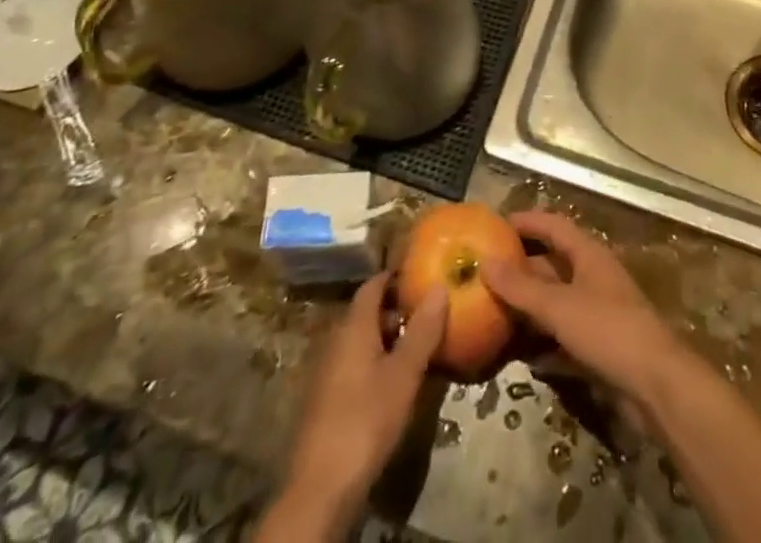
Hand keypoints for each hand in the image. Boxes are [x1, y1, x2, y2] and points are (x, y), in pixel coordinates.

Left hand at [259, 274, 446, 540]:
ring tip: (417, 348)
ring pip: (360, 341)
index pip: (372, 285)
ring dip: (386, 339)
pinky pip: (353, 365)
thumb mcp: (404, 374)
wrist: (321, 487)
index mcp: (353, 326)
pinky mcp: (324, 400)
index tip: (420, 275)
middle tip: (427, 314)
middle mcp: (335, 340)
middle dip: (395, 310)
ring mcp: (326, 371)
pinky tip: (393, 382)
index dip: (394, 277)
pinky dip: (374, 362)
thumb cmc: (366, 419)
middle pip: (366, 313)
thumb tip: (439, 286)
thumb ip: (422, 330)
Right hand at [481, 211, 687, 405]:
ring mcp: (598, 313)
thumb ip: (521, 287)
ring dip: (529, 308)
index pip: (553, 225)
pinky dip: (544, 343)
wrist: (657, 386)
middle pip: (552, 264)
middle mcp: (593, 277)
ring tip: (493, 313)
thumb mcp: (559, 306)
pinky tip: (521, 355)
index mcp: (588, 254)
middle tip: (484, 275)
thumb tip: (485, 262)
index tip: (494, 226)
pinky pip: (564, 337)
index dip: (526, 222)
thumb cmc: (608, 330)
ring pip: (556, 302)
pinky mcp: (600, 348)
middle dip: (521, 269)